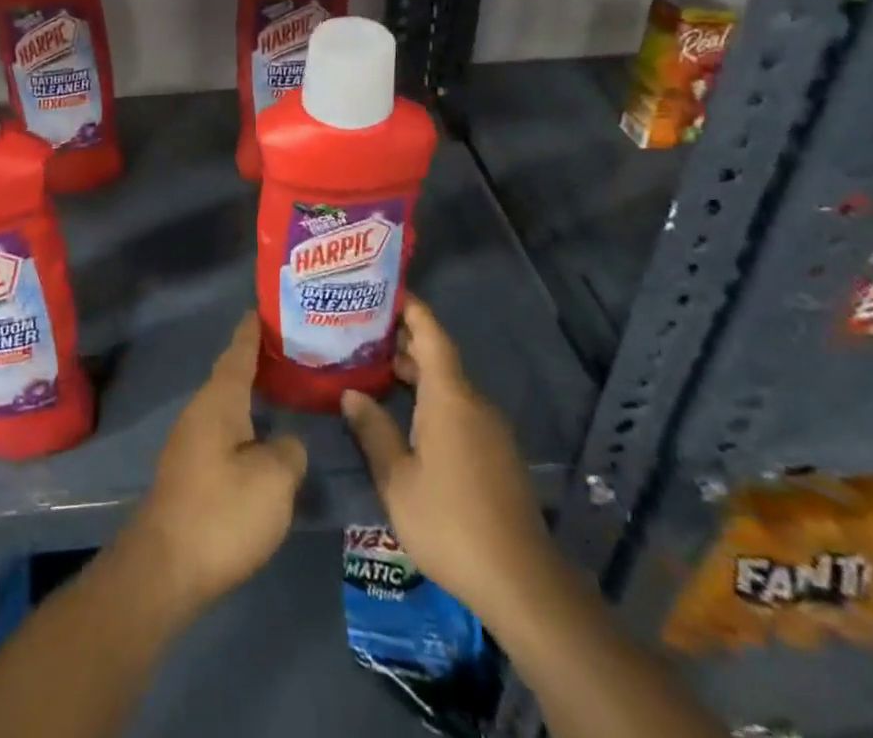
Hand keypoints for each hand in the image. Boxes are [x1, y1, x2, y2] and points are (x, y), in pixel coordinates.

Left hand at [127, 311, 307, 619]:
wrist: (165, 568)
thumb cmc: (222, 512)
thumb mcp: (274, 479)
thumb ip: (289, 450)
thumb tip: (286, 443)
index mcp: (219, 401)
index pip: (238, 352)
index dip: (252, 331)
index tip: (263, 308)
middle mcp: (200, 411)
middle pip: (231, 376)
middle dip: (257, 362)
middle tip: (292, 352)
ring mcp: (190, 442)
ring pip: (227, 406)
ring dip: (252, 396)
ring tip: (284, 392)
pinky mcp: (190, 472)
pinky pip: (223, 432)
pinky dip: (245, 424)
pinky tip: (263, 439)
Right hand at [340, 296, 553, 623]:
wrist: (521, 582)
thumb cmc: (450, 522)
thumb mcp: (397, 480)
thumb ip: (373, 431)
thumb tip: (351, 393)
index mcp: (450, 397)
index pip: (431, 334)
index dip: (411, 308)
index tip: (385, 289)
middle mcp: (473, 403)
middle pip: (438, 357)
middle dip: (403, 341)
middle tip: (362, 332)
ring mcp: (489, 429)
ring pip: (448, 385)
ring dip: (415, 372)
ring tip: (376, 369)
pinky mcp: (496, 453)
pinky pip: (459, 408)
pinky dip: (430, 398)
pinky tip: (406, 416)